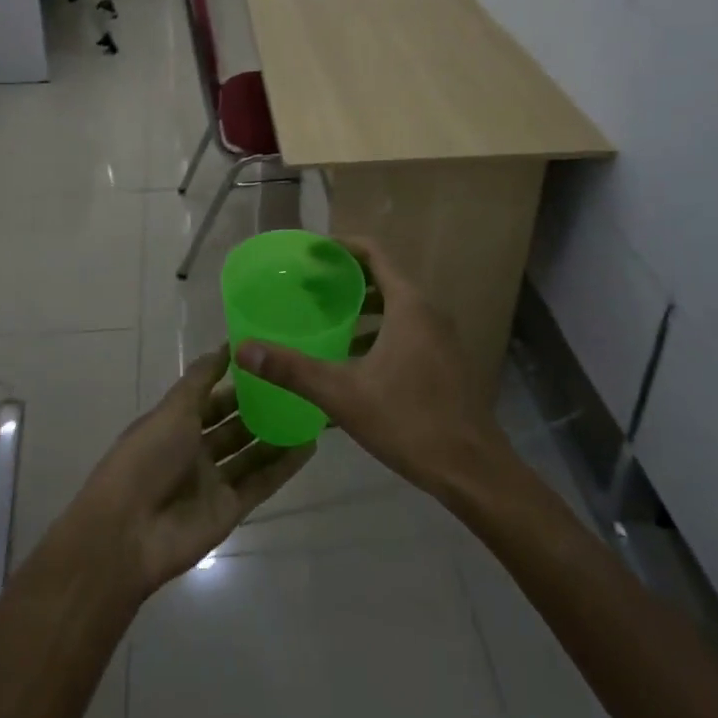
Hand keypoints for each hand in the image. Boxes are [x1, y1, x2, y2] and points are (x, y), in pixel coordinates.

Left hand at [67, 346, 314, 594]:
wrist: (128, 534)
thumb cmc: (146, 458)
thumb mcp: (173, 409)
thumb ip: (202, 378)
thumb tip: (226, 344)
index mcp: (175, 424)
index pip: (212, 397)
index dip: (236, 381)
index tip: (268, 361)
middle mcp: (194, 450)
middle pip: (233, 425)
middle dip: (260, 407)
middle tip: (297, 384)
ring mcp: (213, 481)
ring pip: (251, 453)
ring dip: (276, 435)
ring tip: (310, 411)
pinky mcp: (230, 510)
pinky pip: (261, 483)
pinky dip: (283, 466)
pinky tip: (309, 446)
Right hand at [234, 237, 508, 500]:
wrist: (473, 470)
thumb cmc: (409, 421)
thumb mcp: (343, 394)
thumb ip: (292, 370)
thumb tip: (244, 349)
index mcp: (409, 305)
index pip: (374, 253)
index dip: (341, 247)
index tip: (310, 252)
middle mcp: (429, 312)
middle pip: (384, 278)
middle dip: (346, 278)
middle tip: (309, 287)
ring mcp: (442, 337)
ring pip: (396, 306)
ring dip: (363, 307)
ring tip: (326, 318)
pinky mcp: (445, 361)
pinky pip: (407, 329)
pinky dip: (379, 330)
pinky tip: (355, 359)